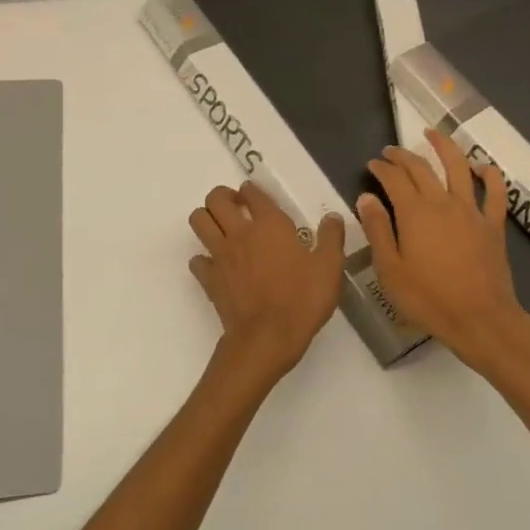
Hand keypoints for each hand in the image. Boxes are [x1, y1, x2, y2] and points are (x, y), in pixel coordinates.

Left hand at [188, 182, 345, 383]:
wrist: (267, 338)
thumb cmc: (302, 300)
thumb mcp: (330, 268)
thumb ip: (331, 238)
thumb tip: (332, 217)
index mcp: (269, 224)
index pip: (252, 192)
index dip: (253, 191)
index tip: (258, 199)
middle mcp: (240, 232)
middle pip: (215, 198)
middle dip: (223, 197)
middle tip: (237, 209)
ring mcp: (220, 255)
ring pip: (198, 221)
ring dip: (207, 219)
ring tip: (222, 229)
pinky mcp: (209, 279)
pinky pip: (197, 260)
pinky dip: (203, 259)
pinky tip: (218, 266)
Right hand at [356, 129, 529, 377]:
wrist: (481, 320)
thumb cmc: (429, 300)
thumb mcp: (390, 270)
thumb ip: (378, 230)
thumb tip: (366, 198)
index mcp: (415, 213)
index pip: (394, 179)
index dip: (381, 168)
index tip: (372, 164)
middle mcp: (443, 203)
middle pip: (421, 168)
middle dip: (403, 156)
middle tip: (390, 152)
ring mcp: (472, 211)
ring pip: (459, 167)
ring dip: (445, 147)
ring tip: (433, 134)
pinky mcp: (493, 225)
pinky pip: (495, 193)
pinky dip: (490, 176)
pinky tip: (483, 167)